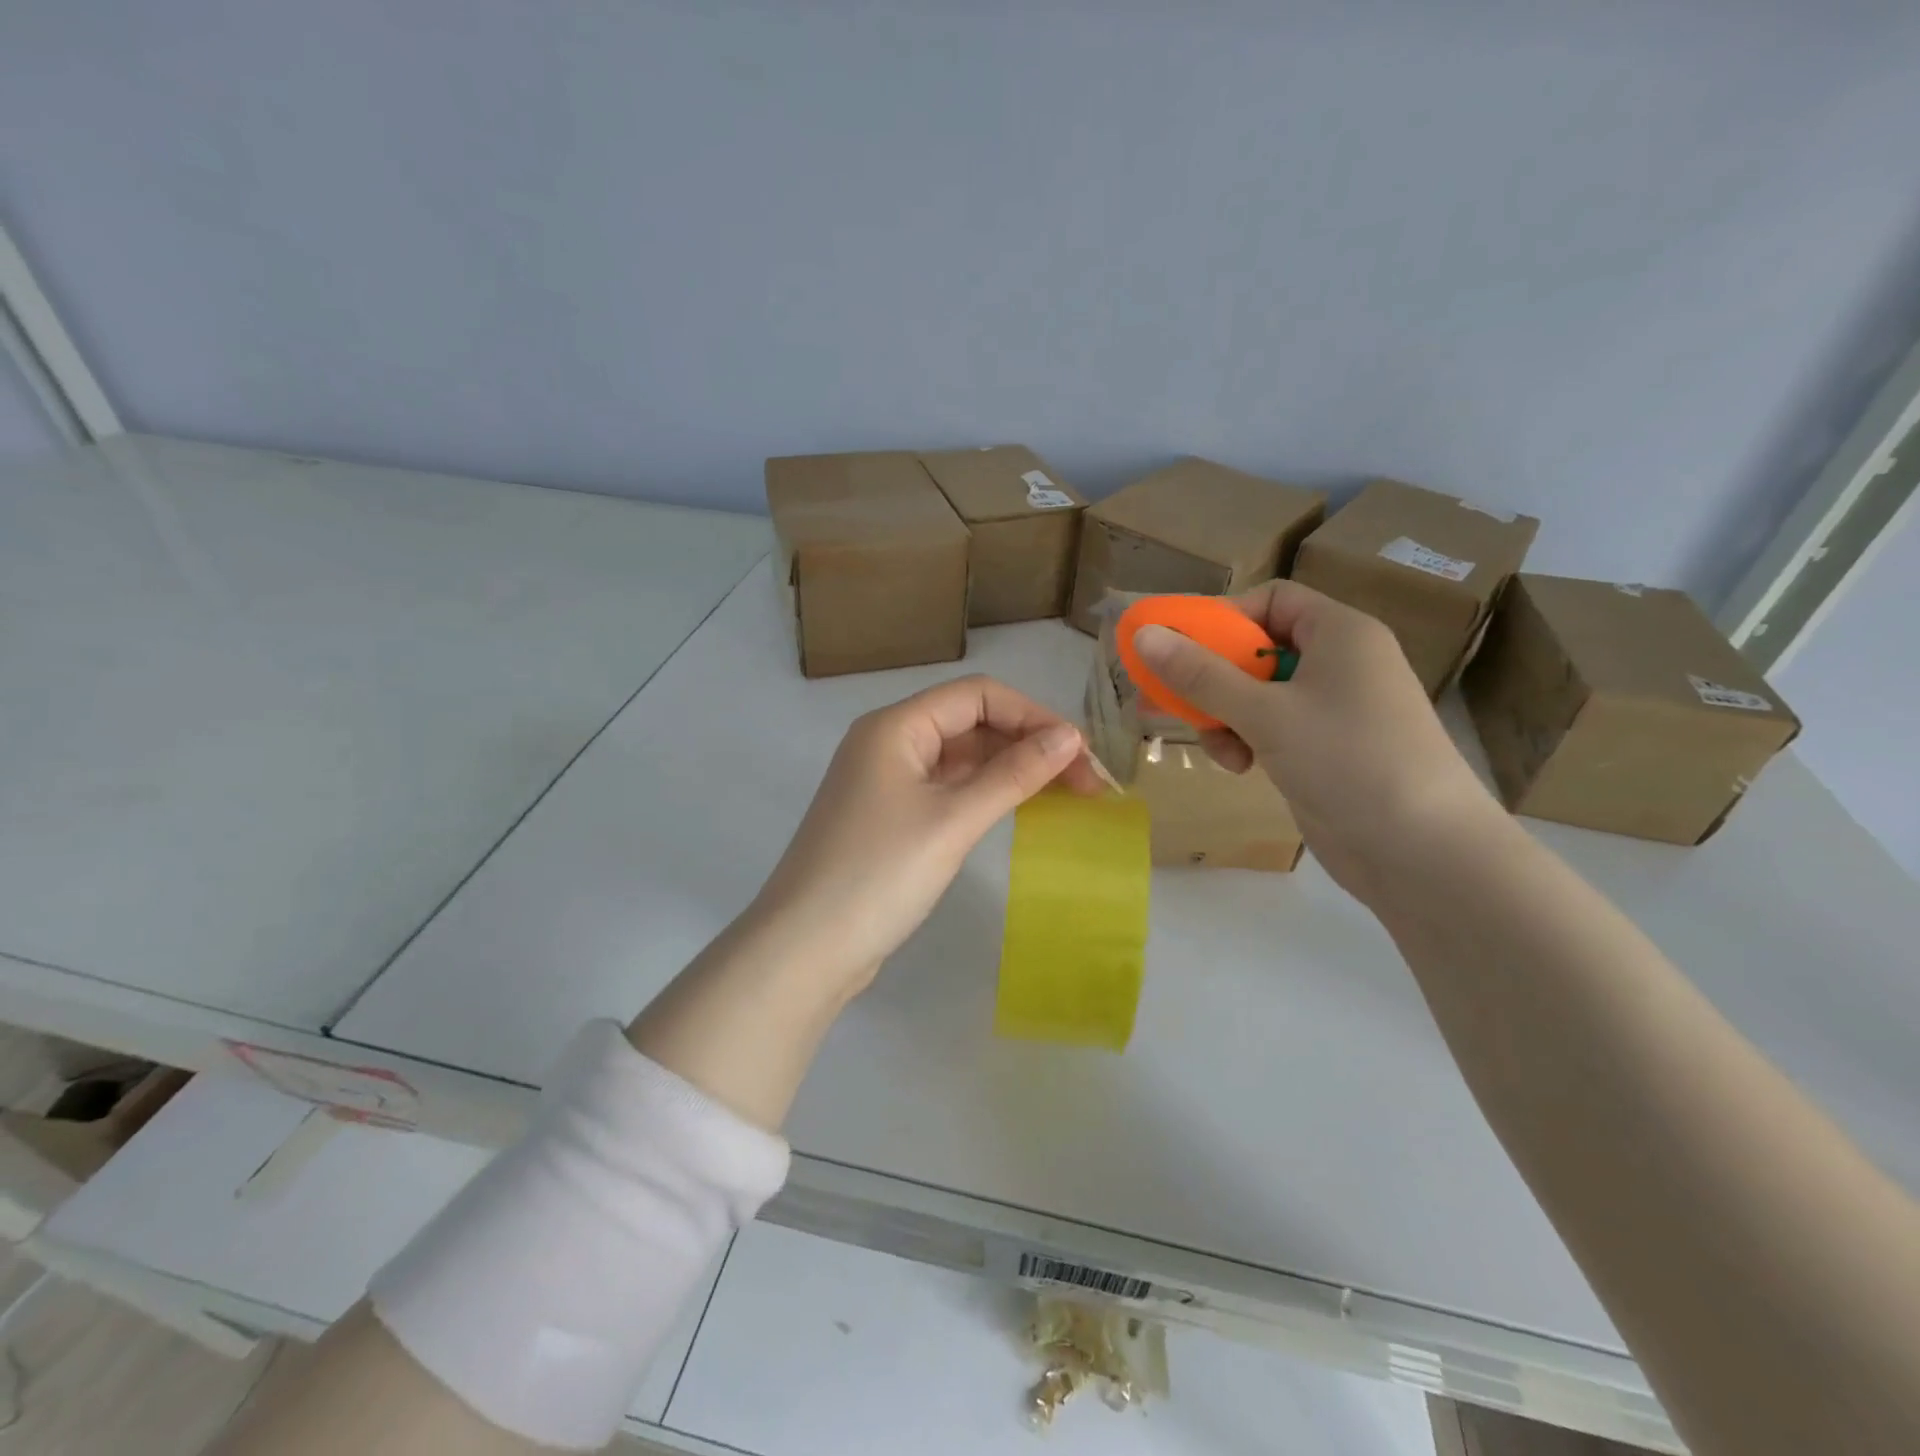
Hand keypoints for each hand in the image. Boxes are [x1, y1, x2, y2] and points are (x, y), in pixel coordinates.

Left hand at [748, 675, 1105, 991]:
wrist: (805, 948)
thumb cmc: (879, 875)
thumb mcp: (953, 821)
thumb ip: (1013, 775)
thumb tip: (1069, 738)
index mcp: (895, 726)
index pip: (977, 695)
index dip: (1032, 715)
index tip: (1079, 752)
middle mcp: (887, 742)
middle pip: (969, 723)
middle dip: (1026, 744)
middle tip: (1083, 782)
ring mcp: (885, 781)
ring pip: (959, 758)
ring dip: (1008, 769)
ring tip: (1063, 795)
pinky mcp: (888, 817)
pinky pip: (945, 788)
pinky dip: (982, 793)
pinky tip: (1015, 809)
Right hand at [1131, 582, 1498, 899]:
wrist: (1423, 852)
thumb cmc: (1347, 760)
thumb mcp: (1265, 713)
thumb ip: (1200, 675)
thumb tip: (1144, 635)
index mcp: (1339, 633)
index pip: (1271, 600)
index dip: (1222, 619)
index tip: (1180, 650)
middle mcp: (1339, 664)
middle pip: (1256, 650)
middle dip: (1211, 678)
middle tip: (1166, 699)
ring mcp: (1333, 710)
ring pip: (1257, 694)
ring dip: (1224, 716)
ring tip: (1218, 748)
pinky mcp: (1325, 750)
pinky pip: (1271, 728)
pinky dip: (1246, 740)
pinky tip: (1239, 767)